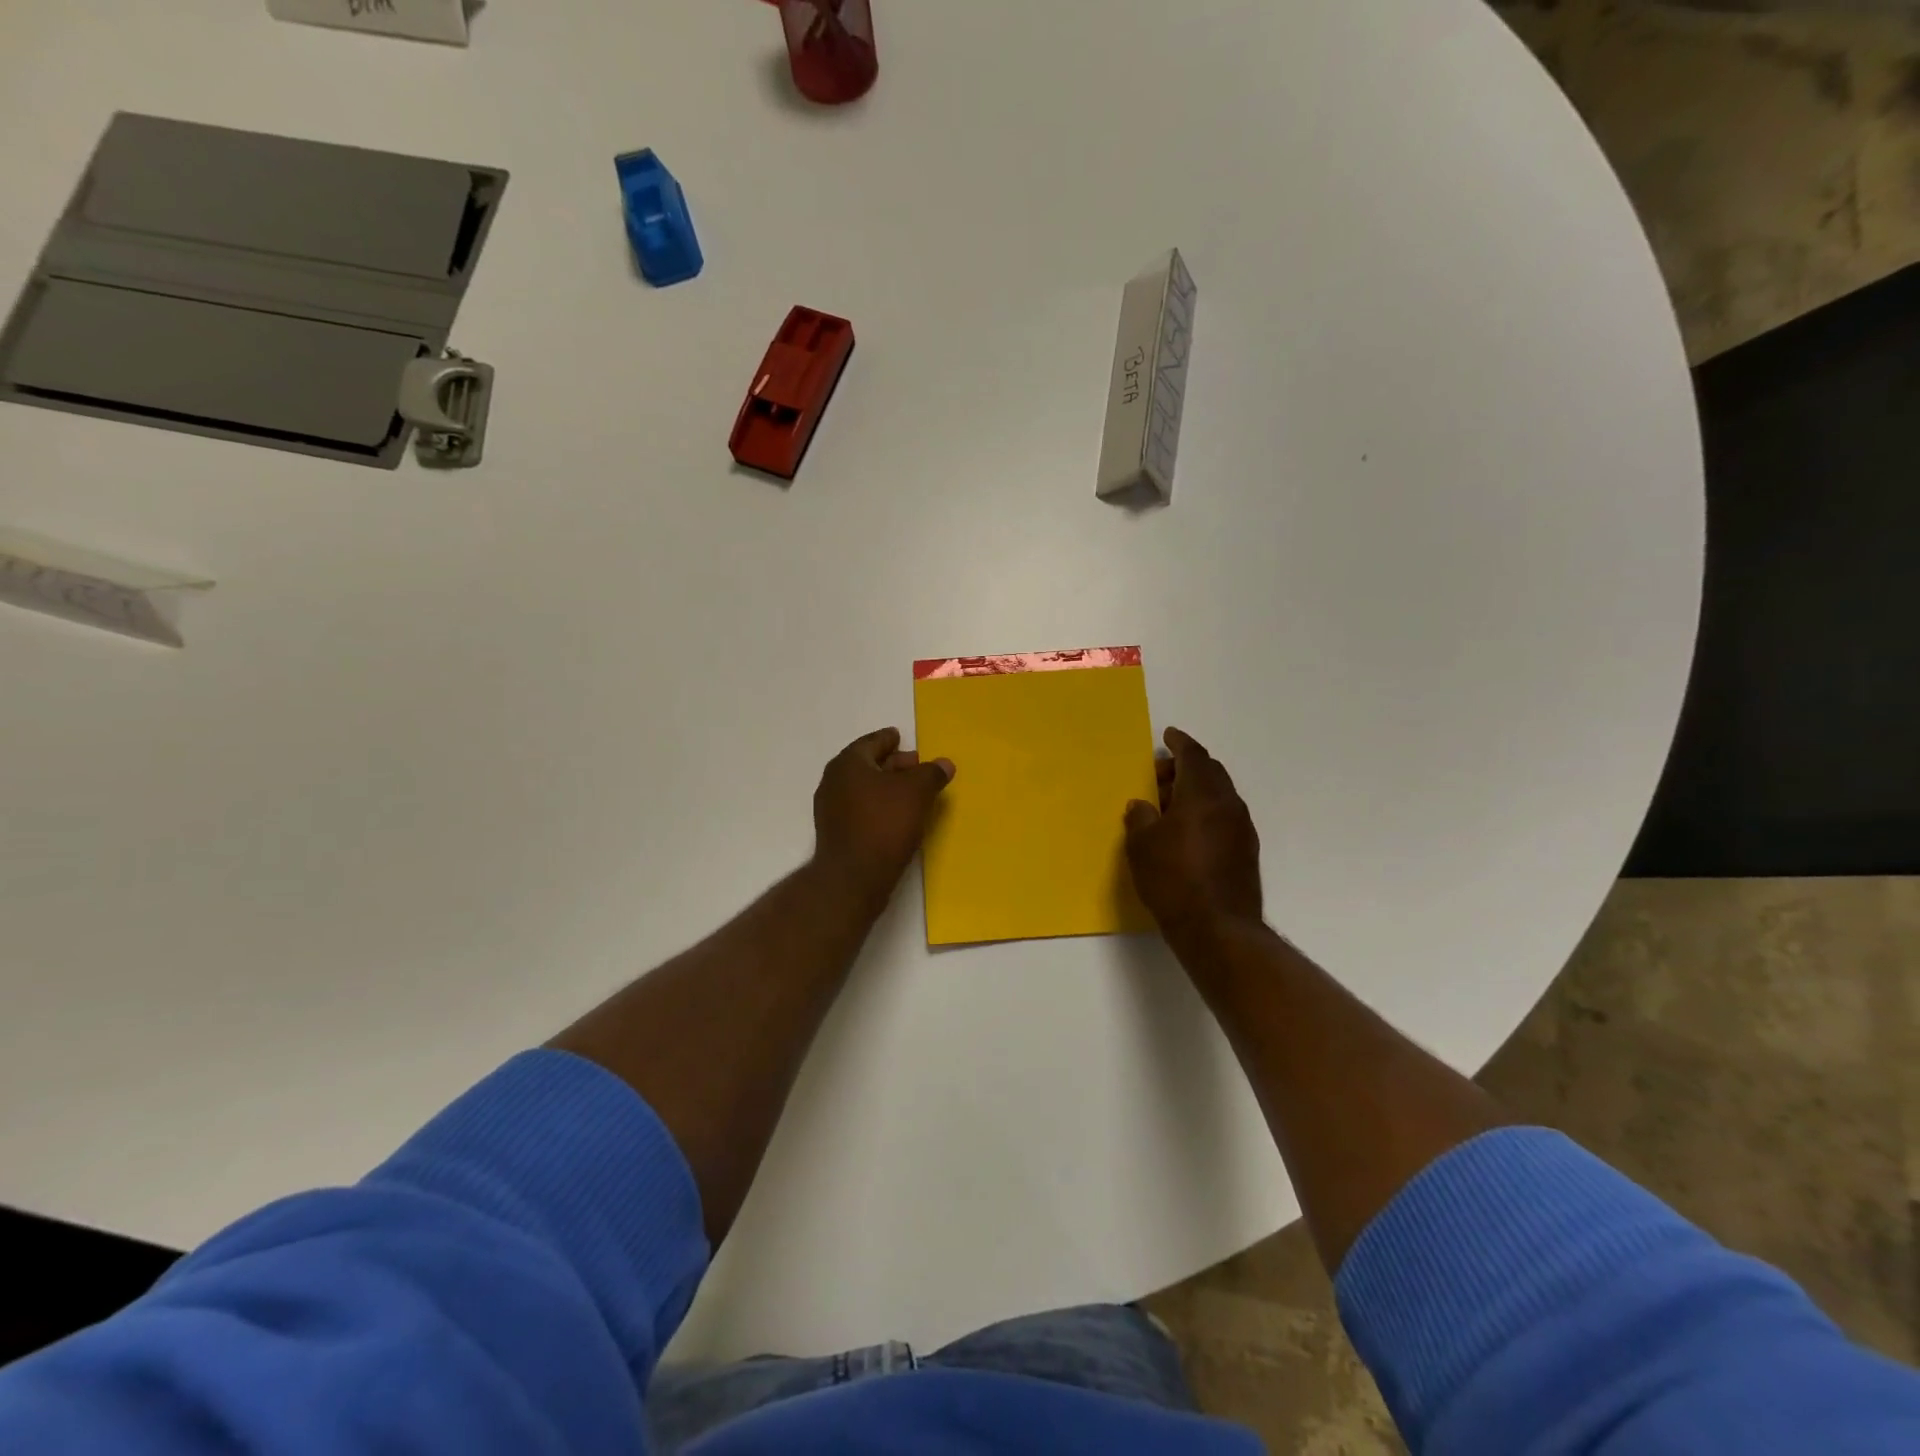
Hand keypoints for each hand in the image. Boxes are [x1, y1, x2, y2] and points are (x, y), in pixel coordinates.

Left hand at [812, 727, 954, 907]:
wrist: (853, 878)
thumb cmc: (884, 824)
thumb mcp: (917, 792)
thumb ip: (931, 773)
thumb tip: (945, 763)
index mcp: (848, 764)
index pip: (871, 743)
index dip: (888, 739)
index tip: (899, 736)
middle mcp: (834, 782)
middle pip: (867, 765)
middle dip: (892, 764)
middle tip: (916, 764)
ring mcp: (831, 810)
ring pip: (864, 789)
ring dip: (887, 787)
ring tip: (912, 791)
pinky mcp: (836, 833)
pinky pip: (861, 809)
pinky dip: (879, 806)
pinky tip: (898, 816)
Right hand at [1124, 727, 1262, 942]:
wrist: (1218, 928)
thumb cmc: (1173, 879)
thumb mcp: (1142, 845)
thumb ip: (1140, 817)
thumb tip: (1142, 805)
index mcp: (1202, 794)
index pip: (1193, 756)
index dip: (1179, 743)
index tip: (1168, 735)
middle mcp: (1227, 804)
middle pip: (1209, 772)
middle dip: (1184, 768)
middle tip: (1158, 777)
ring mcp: (1241, 829)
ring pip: (1218, 795)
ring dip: (1194, 792)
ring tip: (1167, 807)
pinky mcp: (1245, 851)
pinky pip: (1223, 817)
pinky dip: (1205, 812)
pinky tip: (1186, 831)